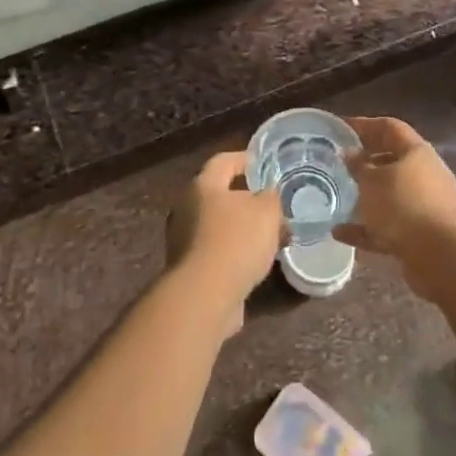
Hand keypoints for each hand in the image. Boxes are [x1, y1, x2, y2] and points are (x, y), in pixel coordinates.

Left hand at [167, 151, 285, 335]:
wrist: (205, 295)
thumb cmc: (236, 241)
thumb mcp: (266, 211)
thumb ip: (270, 197)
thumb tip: (267, 195)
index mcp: (202, 185)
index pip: (223, 161)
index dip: (245, 159)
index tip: (264, 164)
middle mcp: (186, 208)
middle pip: (219, 194)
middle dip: (247, 199)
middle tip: (272, 205)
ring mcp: (183, 239)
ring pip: (219, 225)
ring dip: (243, 228)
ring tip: (271, 236)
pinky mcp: (189, 268)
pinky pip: (217, 251)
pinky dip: (235, 252)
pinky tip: (257, 262)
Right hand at [337, 116, 455, 299]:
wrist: (440, 256)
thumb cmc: (403, 205)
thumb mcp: (371, 182)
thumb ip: (358, 166)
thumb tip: (349, 153)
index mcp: (417, 152)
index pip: (389, 127)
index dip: (364, 124)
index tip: (340, 127)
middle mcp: (426, 174)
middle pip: (392, 160)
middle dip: (366, 161)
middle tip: (339, 163)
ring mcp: (427, 205)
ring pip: (391, 194)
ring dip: (367, 196)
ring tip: (339, 196)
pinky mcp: (422, 234)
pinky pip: (390, 225)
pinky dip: (367, 227)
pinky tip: (340, 233)